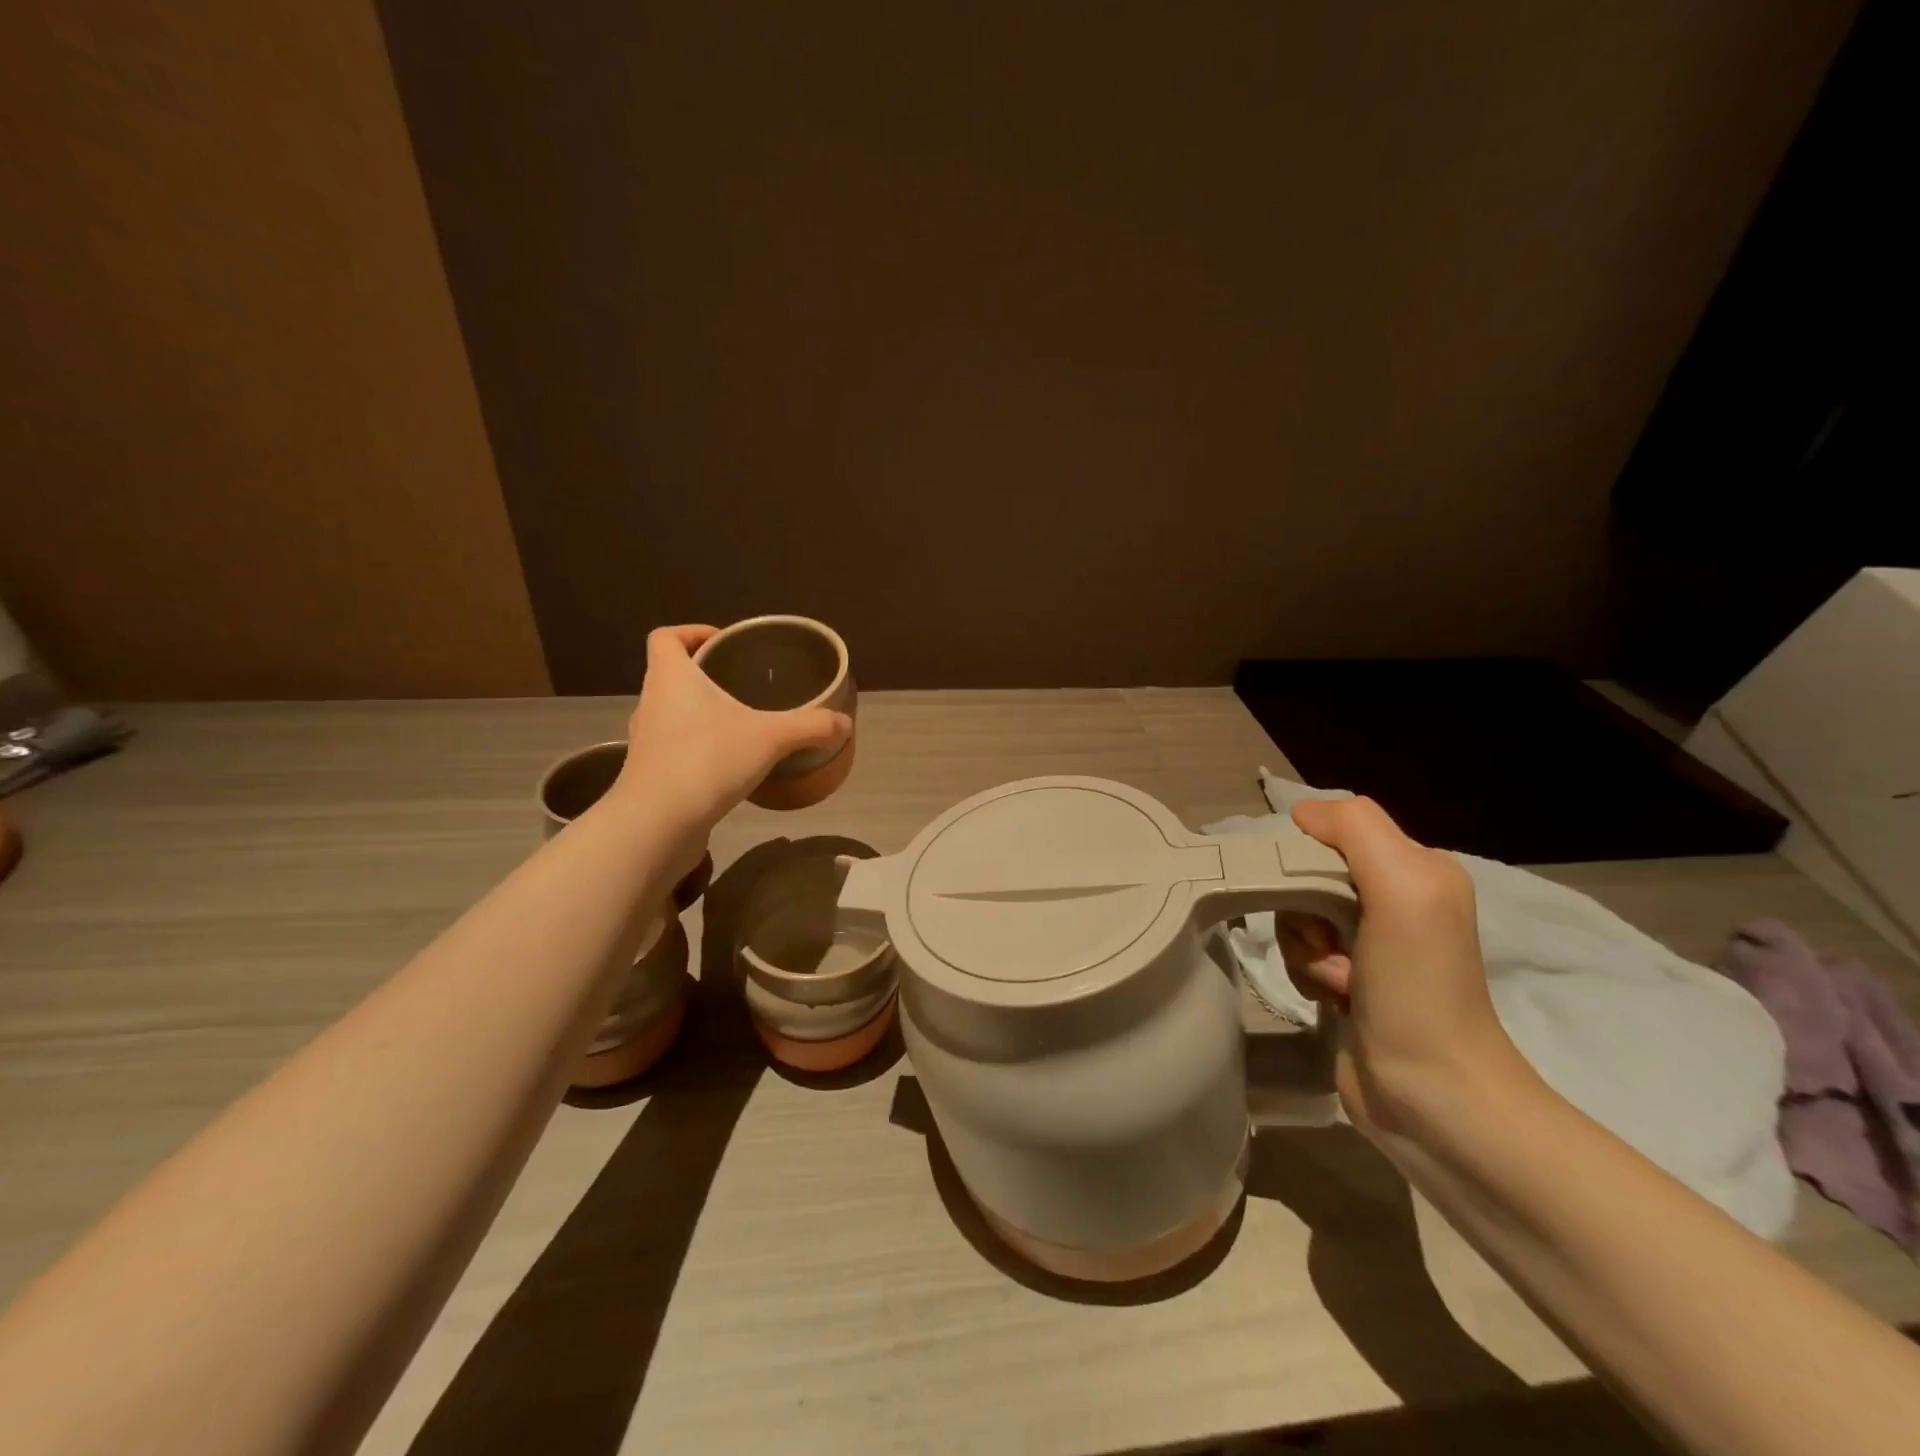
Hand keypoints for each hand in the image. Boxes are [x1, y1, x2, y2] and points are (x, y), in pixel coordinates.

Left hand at [613, 625, 851, 844]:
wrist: (657, 825)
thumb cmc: (707, 761)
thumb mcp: (771, 738)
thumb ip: (810, 727)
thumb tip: (845, 723)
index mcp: (671, 677)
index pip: (666, 637)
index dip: (691, 633)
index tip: (723, 643)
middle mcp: (651, 702)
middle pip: (670, 673)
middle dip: (704, 674)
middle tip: (742, 683)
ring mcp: (646, 741)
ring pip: (671, 712)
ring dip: (699, 712)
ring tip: (740, 723)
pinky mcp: (649, 774)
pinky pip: (674, 747)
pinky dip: (697, 747)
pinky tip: (728, 764)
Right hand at [1277, 797, 1528, 1139]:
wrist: (1432, 1095)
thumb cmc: (1419, 987)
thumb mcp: (1404, 889)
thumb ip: (1356, 830)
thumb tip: (1300, 814)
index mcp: (1416, 869)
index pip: (1333, 832)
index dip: (1308, 859)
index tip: (1314, 896)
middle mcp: (1394, 900)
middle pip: (1308, 876)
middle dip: (1306, 912)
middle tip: (1333, 946)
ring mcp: (1369, 944)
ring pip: (1297, 917)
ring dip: (1306, 950)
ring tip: (1341, 984)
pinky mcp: (1348, 981)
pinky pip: (1300, 954)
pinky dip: (1308, 975)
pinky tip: (1336, 1001)